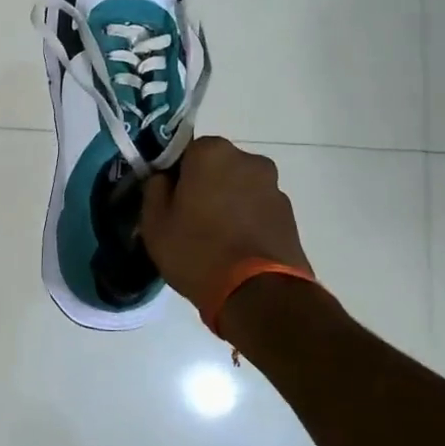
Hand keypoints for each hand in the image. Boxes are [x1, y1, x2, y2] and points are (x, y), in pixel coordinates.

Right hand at [140, 136, 312, 312]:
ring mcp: (274, 187)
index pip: (184, 151)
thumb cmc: (197, 251)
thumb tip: (163, 179)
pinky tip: (236, 249)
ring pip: (239, 188)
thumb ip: (154, 190)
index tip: (168, 199)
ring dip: (228, 203)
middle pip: (216, 166)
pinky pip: (258, 209)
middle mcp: (248, 160)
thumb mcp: (155, 223)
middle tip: (188, 219)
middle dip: (204, 186)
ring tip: (215, 239)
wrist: (258, 294)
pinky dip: (247, 221)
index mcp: (211, 152)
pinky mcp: (290, 214)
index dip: (174, 175)